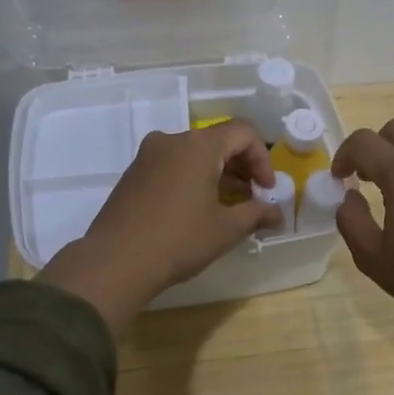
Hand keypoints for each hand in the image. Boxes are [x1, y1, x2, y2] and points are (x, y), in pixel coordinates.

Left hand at [37, 120, 281, 332]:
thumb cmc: (179, 240)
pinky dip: (193, 179)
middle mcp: (172, 140)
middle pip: (218, 141)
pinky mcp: (134, 173)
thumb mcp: (225, 229)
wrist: (115, 262)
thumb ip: (256, 214)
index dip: (263, 159)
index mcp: (198, 145)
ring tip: (229, 207)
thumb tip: (278, 215)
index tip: (267, 191)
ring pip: (194, 154)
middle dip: (241, 167)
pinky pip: (173, 165)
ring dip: (218, 175)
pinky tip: (198, 210)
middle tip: (253, 199)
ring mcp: (148, 155)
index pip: (243, 133)